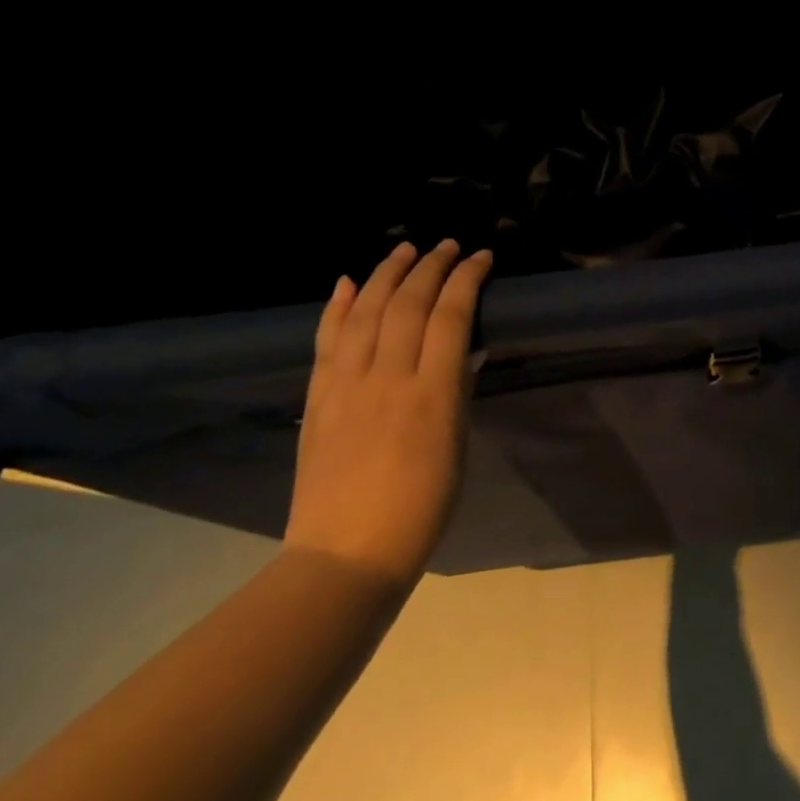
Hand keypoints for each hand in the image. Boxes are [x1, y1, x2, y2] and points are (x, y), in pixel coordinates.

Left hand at [284, 240, 493, 591]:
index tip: (481, 257)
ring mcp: (346, 385)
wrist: (346, 555)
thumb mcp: (457, 445)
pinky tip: (347, 281)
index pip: (451, 316)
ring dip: (386, 273)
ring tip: (405, 249)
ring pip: (365, 311)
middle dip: (431, 266)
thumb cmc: (421, 507)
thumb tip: (461, 350)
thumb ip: (457, 391)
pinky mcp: (318, 397)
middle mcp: (387, 378)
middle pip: (408, 303)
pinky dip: (336, 306)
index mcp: (431, 393)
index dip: (467, 279)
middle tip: (447, 246)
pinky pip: (326, 340)